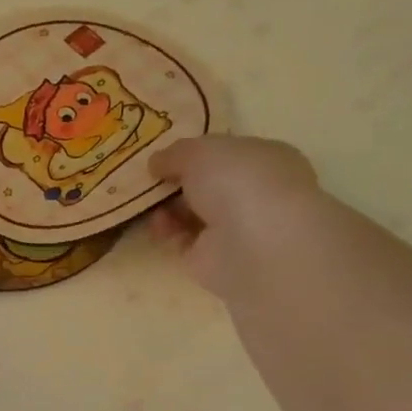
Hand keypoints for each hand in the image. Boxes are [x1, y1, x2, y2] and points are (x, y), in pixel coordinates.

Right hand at [149, 134, 320, 293]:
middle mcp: (252, 193)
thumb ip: (175, 153)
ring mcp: (234, 228)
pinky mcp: (212, 258)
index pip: (226, 154)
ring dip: (166, 206)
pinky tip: (156, 224)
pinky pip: (181, 240)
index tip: (164, 156)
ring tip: (147, 202)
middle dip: (176, 182)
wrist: (255, 246)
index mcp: (264, 159)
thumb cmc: (238, 182)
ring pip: (192, 213)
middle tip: (149, 179)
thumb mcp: (199, 151)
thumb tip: (157, 163)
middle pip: (206, 185)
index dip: (194, 153)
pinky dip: (165, 231)